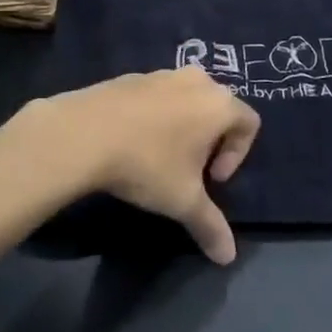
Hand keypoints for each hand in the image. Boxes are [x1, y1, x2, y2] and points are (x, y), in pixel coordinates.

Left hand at [33, 69, 259, 263]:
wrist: (82, 133)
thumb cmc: (146, 163)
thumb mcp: (182, 201)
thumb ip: (210, 226)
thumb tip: (228, 258)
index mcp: (219, 103)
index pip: (249, 123)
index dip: (238, 155)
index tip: (211, 180)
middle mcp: (196, 80)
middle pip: (218, 108)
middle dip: (210, 140)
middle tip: (189, 169)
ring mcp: (161, 73)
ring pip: (186, 99)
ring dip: (183, 126)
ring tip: (159, 156)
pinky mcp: (131, 76)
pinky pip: (156, 96)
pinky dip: (154, 116)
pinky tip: (131, 142)